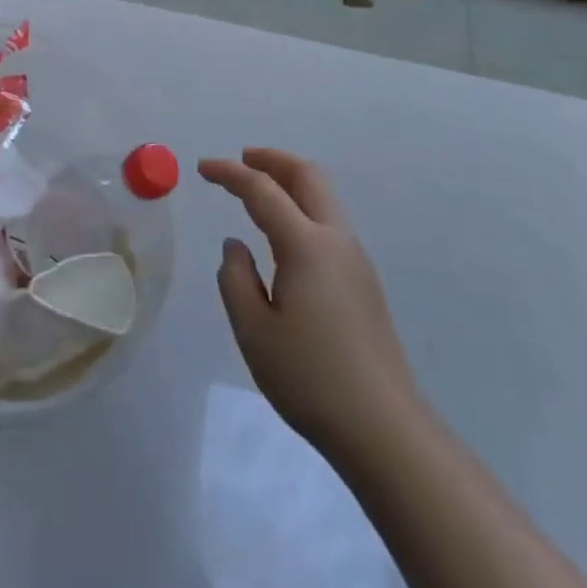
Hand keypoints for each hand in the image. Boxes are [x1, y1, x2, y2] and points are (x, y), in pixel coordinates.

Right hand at [200, 148, 415, 458]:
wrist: (384, 428)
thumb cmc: (310, 378)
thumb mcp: (253, 331)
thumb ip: (235, 278)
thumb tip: (236, 245)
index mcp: (305, 245)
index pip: (263, 190)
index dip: (229, 173)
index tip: (202, 168)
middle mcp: (335, 240)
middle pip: (307, 176)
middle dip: (272, 159)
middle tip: (240, 160)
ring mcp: (355, 259)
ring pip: (323, 196)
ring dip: (290, 181)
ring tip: (258, 190)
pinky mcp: (363, 281)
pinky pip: (329, 221)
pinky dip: (303, 206)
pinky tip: (284, 234)